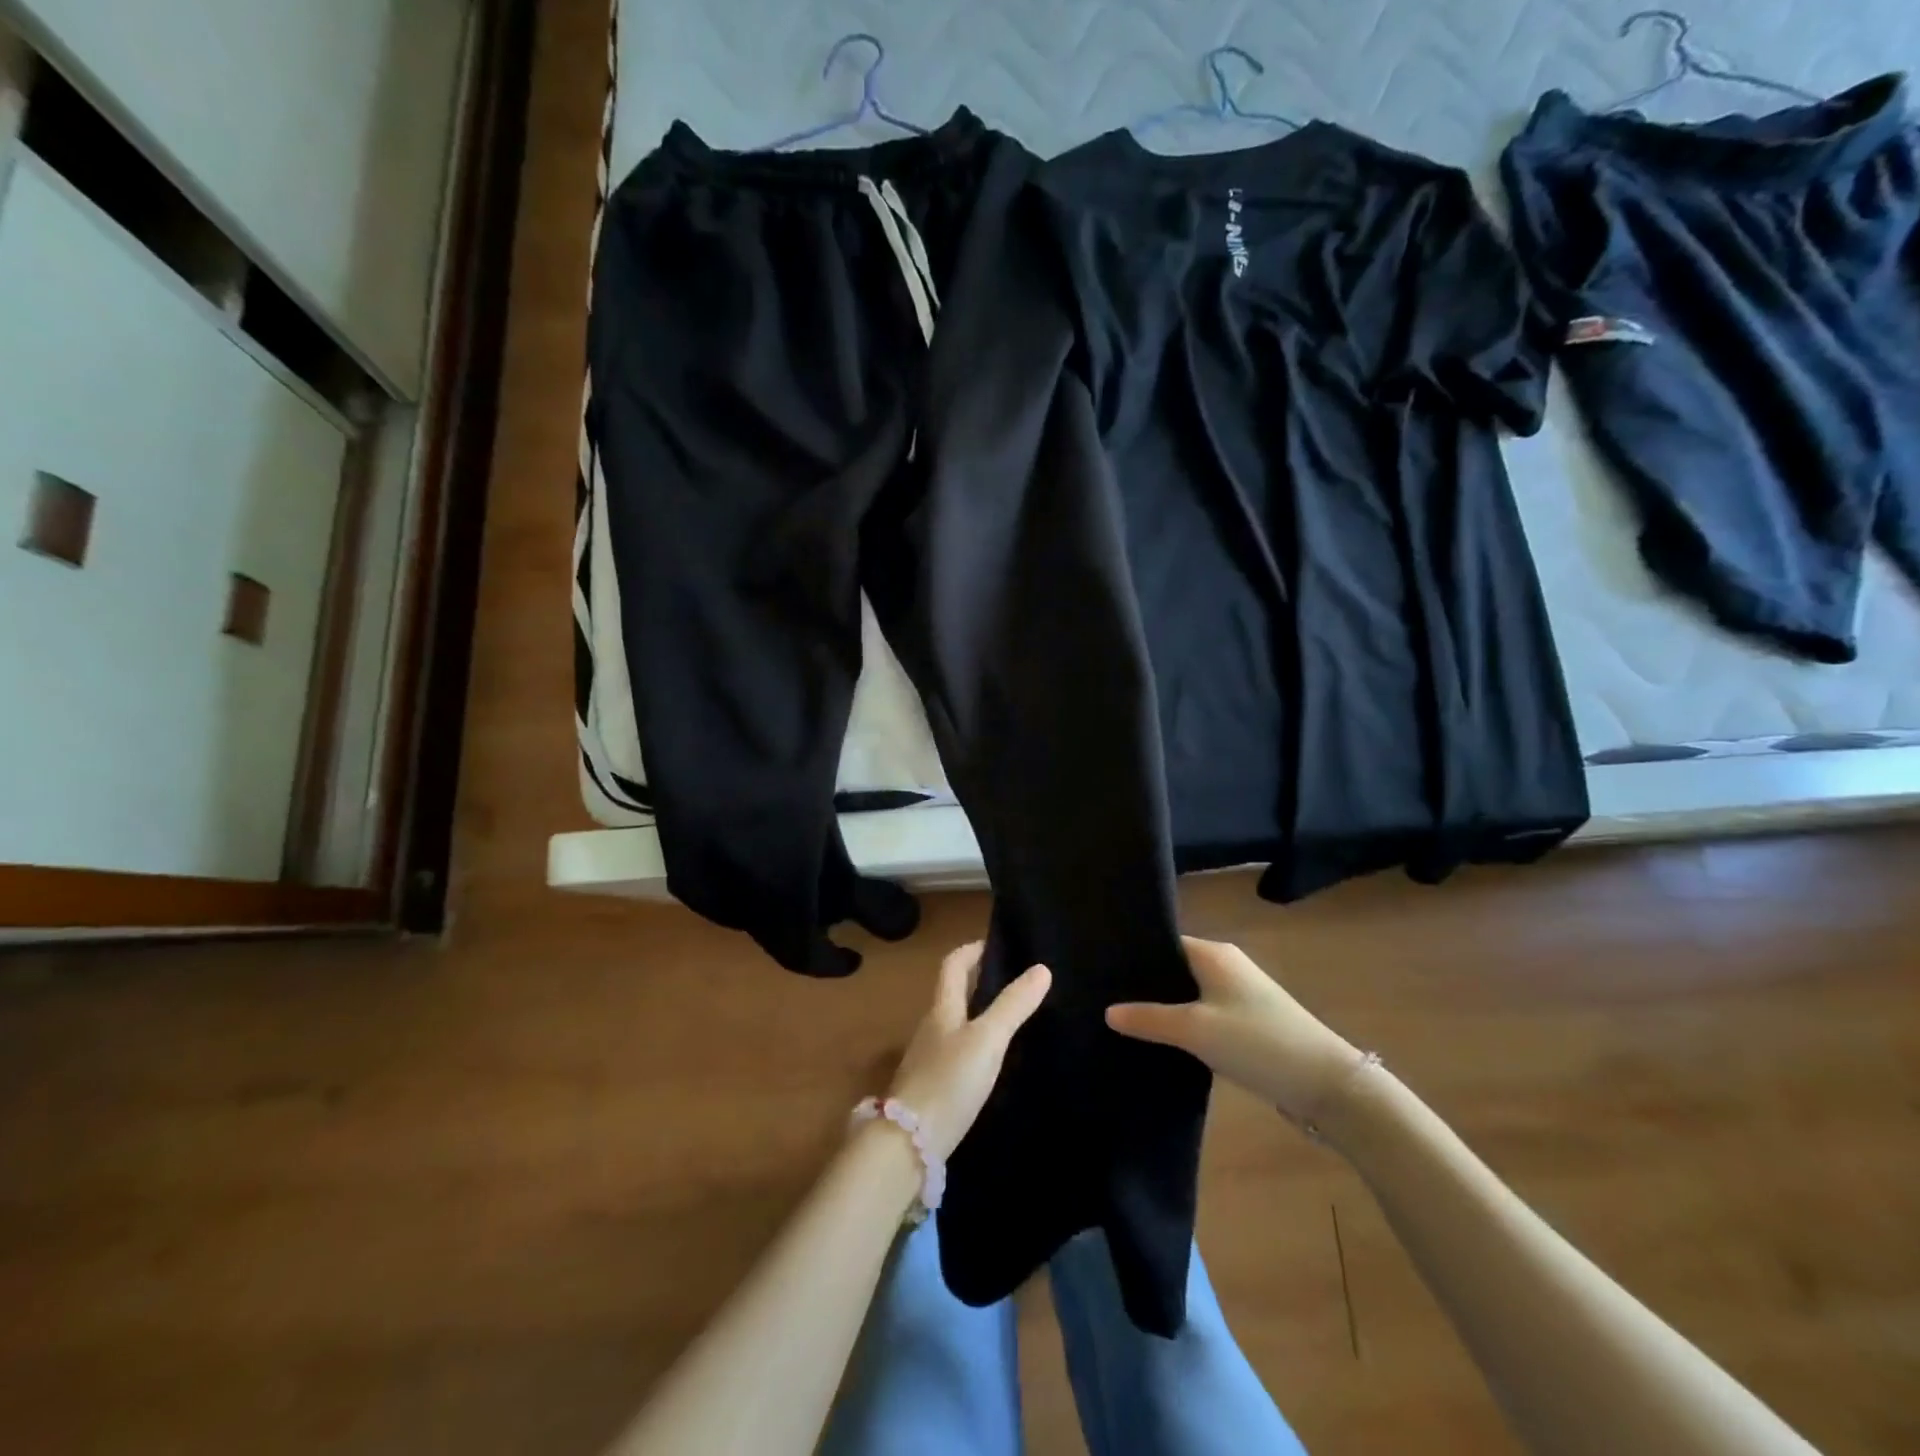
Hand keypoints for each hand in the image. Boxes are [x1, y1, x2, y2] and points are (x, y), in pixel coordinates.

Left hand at [884, 942, 1051, 1160]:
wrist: (908, 1145)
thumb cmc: (949, 1081)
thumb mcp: (987, 1039)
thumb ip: (1013, 1005)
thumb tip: (1041, 968)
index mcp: (942, 1009)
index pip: (953, 964)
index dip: (973, 949)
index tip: (998, 944)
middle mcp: (932, 1028)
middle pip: (953, 993)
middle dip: (980, 981)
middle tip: (1016, 981)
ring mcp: (929, 1059)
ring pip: (955, 1024)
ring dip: (978, 1014)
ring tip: (1012, 1019)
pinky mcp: (932, 1089)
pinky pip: (956, 1053)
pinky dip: (975, 1045)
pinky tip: (993, 1062)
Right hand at [1106, 937, 1365, 1124]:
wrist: (1326, 1084)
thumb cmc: (1257, 1041)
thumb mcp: (1195, 1029)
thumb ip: (1149, 1018)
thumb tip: (1107, 1011)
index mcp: (1213, 953)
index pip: (1163, 942)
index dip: (1133, 955)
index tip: (1099, 969)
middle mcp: (1225, 966)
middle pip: (1173, 968)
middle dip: (1143, 984)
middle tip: (1102, 998)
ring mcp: (1238, 995)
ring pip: (1187, 994)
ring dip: (1163, 1007)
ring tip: (1122, 1020)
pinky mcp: (1246, 1022)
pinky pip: (1202, 1014)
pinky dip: (1182, 1024)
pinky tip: (1159, 1041)